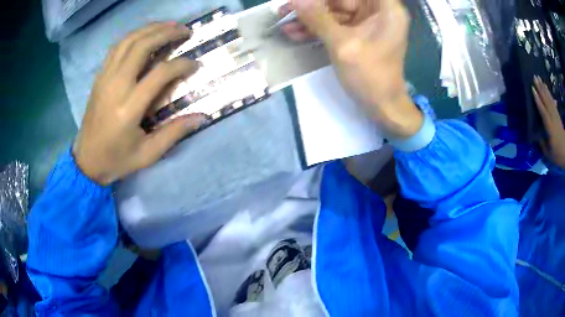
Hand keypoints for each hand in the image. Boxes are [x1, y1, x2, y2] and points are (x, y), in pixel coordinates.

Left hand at [73, 23, 205, 184]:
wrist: (86, 161)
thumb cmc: (117, 160)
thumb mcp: (148, 154)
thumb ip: (174, 133)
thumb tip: (202, 117)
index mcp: (129, 108)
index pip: (160, 73)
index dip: (181, 65)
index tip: (195, 65)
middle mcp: (115, 86)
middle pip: (142, 46)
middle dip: (167, 33)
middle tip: (186, 31)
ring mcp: (105, 78)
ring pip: (128, 41)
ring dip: (151, 29)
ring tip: (169, 26)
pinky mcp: (99, 77)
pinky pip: (116, 47)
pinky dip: (133, 36)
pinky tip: (145, 35)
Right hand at [289, 0, 422, 137]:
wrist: (382, 106)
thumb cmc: (370, 76)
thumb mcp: (342, 45)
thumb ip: (318, 18)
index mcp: (385, 8)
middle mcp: (378, 11)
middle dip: (312, 4)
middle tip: (285, 8)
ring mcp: (367, 22)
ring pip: (334, 10)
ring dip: (309, 16)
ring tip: (283, 20)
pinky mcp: (357, 33)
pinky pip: (334, 24)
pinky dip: (316, 28)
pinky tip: (293, 31)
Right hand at [532, 76, 564, 168]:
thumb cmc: (557, 155)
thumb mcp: (549, 153)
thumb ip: (543, 143)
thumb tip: (537, 134)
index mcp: (550, 128)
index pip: (543, 112)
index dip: (538, 100)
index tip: (532, 89)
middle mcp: (553, 119)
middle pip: (547, 102)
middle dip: (541, 89)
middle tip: (534, 77)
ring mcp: (556, 116)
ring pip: (550, 100)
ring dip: (544, 89)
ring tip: (539, 78)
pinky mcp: (558, 115)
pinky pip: (553, 102)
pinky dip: (549, 94)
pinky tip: (546, 88)